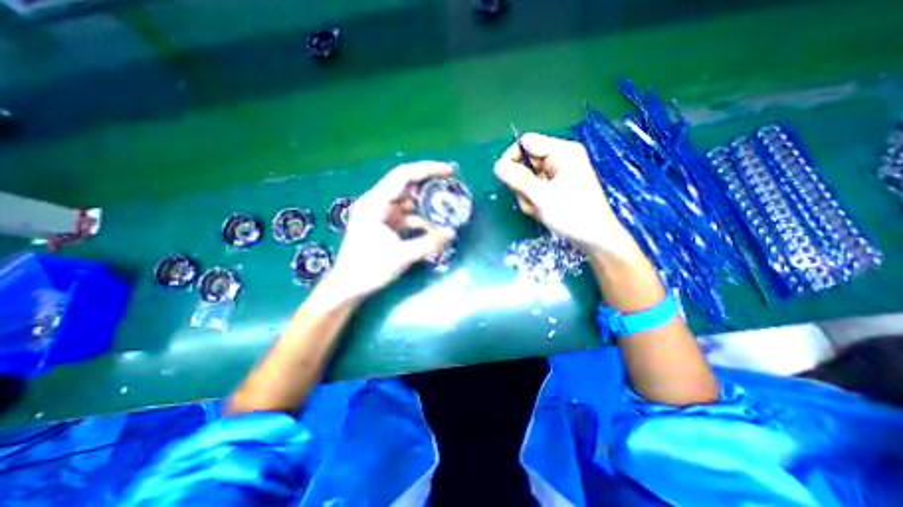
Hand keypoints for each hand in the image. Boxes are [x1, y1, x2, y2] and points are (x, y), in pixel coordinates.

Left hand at [322, 160, 454, 301]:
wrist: (348, 287)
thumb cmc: (368, 269)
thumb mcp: (401, 256)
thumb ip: (429, 243)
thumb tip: (452, 233)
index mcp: (375, 203)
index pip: (403, 175)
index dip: (428, 169)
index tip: (449, 171)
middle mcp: (377, 203)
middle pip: (406, 185)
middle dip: (429, 185)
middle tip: (451, 186)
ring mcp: (380, 214)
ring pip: (408, 201)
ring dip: (426, 205)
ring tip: (447, 207)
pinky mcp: (385, 225)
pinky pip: (406, 216)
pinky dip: (421, 220)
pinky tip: (434, 228)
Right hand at [497, 133, 636, 256]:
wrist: (596, 239)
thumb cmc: (574, 217)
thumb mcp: (544, 198)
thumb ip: (520, 180)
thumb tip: (497, 166)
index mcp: (563, 152)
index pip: (526, 143)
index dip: (512, 158)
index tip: (505, 179)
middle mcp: (561, 158)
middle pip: (526, 162)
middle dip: (523, 184)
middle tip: (531, 201)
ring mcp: (559, 173)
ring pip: (528, 178)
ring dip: (528, 196)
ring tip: (540, 209)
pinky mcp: (557, 185)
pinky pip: (535, 188)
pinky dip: (534, 201)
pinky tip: (543, 211)